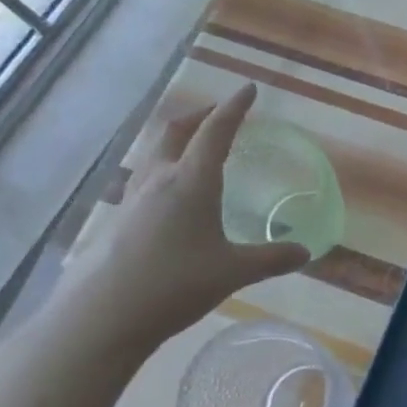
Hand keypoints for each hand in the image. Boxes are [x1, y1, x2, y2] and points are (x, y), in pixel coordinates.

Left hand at [67, 84, 309, 345]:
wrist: (101, 317)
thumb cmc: (174, 284)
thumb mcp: (233, 272)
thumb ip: (271, 259)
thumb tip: (304, 251)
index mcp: (192, 181)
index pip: (216, 131)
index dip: (234, 108)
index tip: (248, 89)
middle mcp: (159, 180)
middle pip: (175, 131)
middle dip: (200, 115)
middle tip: (219, 114)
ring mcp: (132, 199)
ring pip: (155, 153)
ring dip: (177, 141)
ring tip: (196, 150)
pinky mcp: (117, 221)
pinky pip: (145, 179)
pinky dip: (165, 170)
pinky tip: (171, 197)